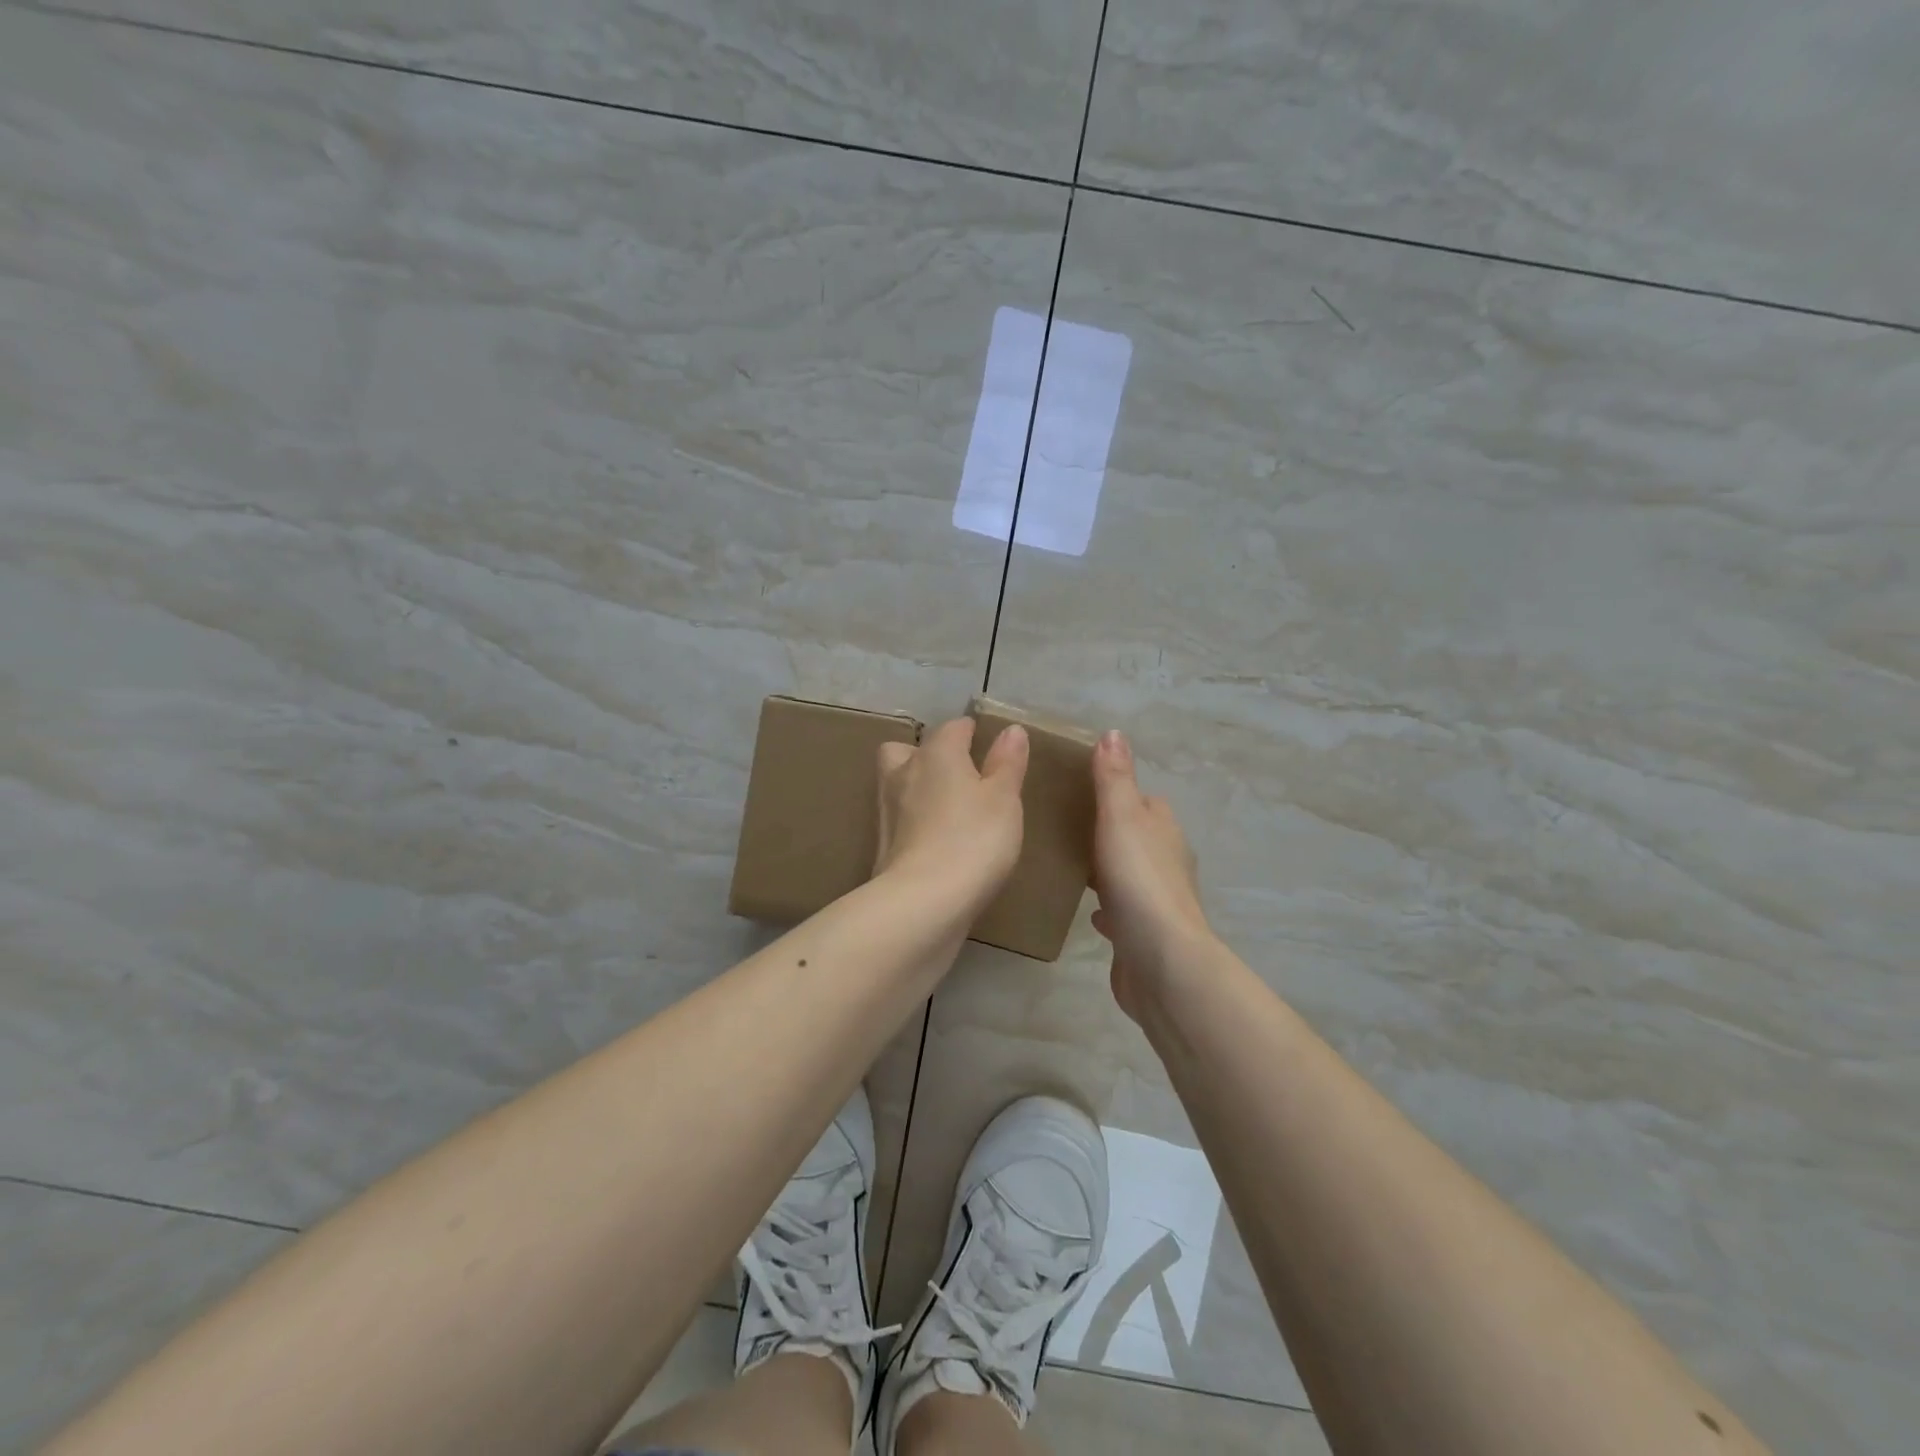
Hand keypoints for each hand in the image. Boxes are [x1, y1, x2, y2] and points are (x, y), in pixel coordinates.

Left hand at [875, 717, 1028, 913]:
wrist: (923, 902)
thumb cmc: (973, 840)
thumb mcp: (1004, 800)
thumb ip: (1007, 763)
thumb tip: (1011, 730)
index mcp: (936, 754)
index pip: (953, 728)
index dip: (971, 732)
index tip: (987, 744)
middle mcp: (903, 773)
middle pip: (905, 750)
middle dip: (925, 754)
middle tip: (954, 774)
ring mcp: (886, 811)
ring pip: (895, 784)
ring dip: (914, 789)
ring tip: (946, 809)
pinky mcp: (882, 846)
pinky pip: (898, 821)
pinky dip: (912, 824)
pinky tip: (934, 842)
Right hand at [1090, 730, 1214, 1021]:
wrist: (1161, 962)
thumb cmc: (1139, 881)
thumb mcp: (1121, 818)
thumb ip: (1114, 779)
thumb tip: (1115, 733)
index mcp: (1164, 831)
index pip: (1146, 801)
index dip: (1120, 793)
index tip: (1083, 790)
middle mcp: (1167, 862)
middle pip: (1138, 837)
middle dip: (1111, 831)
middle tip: (1067, 827)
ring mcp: (1158, 901)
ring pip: (1130, 874)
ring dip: (1109, 869)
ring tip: (1072, 864)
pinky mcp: (1144, 935)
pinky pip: (1123, 913)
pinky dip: (1109, 908)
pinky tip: (1089, 913)